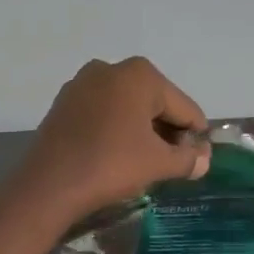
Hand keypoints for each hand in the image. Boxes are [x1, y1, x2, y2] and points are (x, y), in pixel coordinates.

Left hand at [20, 57, 209, 219]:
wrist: (49, 185)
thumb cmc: (111, 165)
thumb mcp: (158, 164)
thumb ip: (188, 159)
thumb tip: (203, 160)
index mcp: (140, 75)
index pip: (184, 107)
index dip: (195, 136)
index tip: (196, 161)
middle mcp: (111, 69)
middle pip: (155, 102)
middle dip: (167, 131)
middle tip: (171, 164)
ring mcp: (82, 84)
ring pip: (127, 107)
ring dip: (141, 131)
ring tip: (144, 162)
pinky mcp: (63, 103)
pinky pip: (102, 113)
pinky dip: (115, 129)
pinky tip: (116, 155)